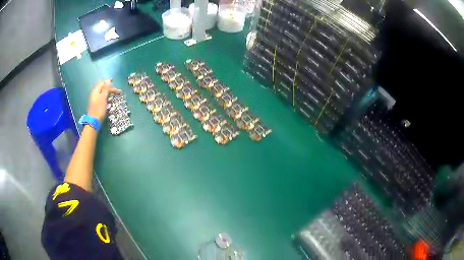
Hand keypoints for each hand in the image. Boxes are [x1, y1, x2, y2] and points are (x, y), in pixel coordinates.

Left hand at [87, 79, 120, 121]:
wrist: (94, 122)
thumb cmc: (99, 109)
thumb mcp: (103, 98)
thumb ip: (105, 89)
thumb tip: (108, 80)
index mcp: (96, 91)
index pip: (102, 83)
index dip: (108, 82)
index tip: (114, 81)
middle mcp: (94, 94)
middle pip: (102, 88)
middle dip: (110, 88)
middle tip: (117, 91)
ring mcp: (95, 100)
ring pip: (102, 93)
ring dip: (108, 93)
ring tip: (114, 95)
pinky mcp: (96, 105)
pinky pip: (102, 98)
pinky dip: (106, 97)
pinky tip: (109, 100)